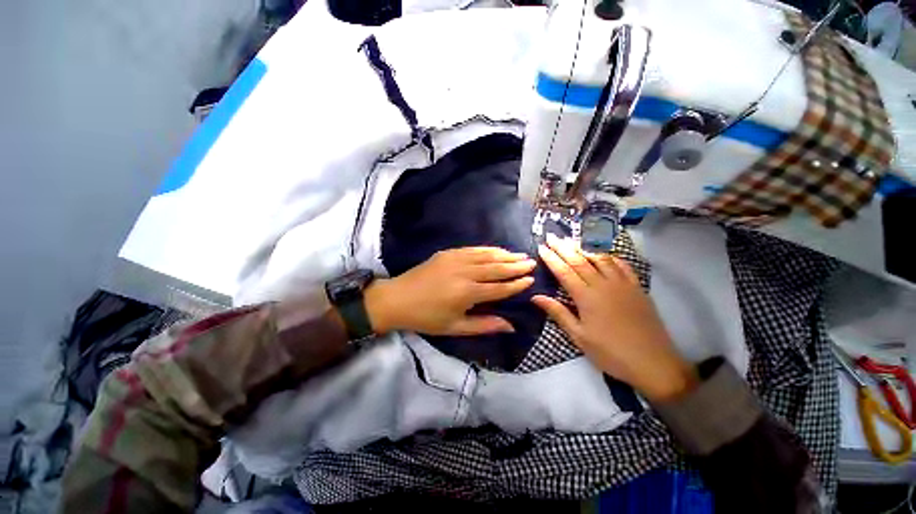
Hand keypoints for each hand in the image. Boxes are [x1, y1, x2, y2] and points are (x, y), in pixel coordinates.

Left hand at [365, 247, 535, 335]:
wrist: (397, 299)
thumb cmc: (426, 317)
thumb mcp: (455, 327)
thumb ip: (484, 325)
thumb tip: (510, 326)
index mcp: (467, 293)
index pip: (499, 288)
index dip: (516, 284)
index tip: (530, 279)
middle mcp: (465, 273)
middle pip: (496, 268)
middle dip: (515, 265)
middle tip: (531, 262)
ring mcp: (456, 259)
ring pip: (487, 255)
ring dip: (505, 255)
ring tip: (519, 254)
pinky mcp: (448, 253)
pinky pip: (473, 249)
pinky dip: (488, 249)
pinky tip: (497, 250)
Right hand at [531, 234, 696, 401]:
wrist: (653, 363)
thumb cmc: (610, 353)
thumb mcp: (579, 336)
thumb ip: (558, 313)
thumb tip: (535, 297)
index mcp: (586, 297)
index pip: (564, 272)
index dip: (551, 258)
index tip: (541, 247)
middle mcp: (603, 284)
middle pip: (580, 260)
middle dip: (563, 247)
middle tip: (552, 236)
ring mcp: (622, 284)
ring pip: (600, 258)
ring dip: (584, 247)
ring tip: (572, 239)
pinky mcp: (637, 287)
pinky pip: (622, 265)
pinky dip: (610, 255)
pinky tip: (603, 252)